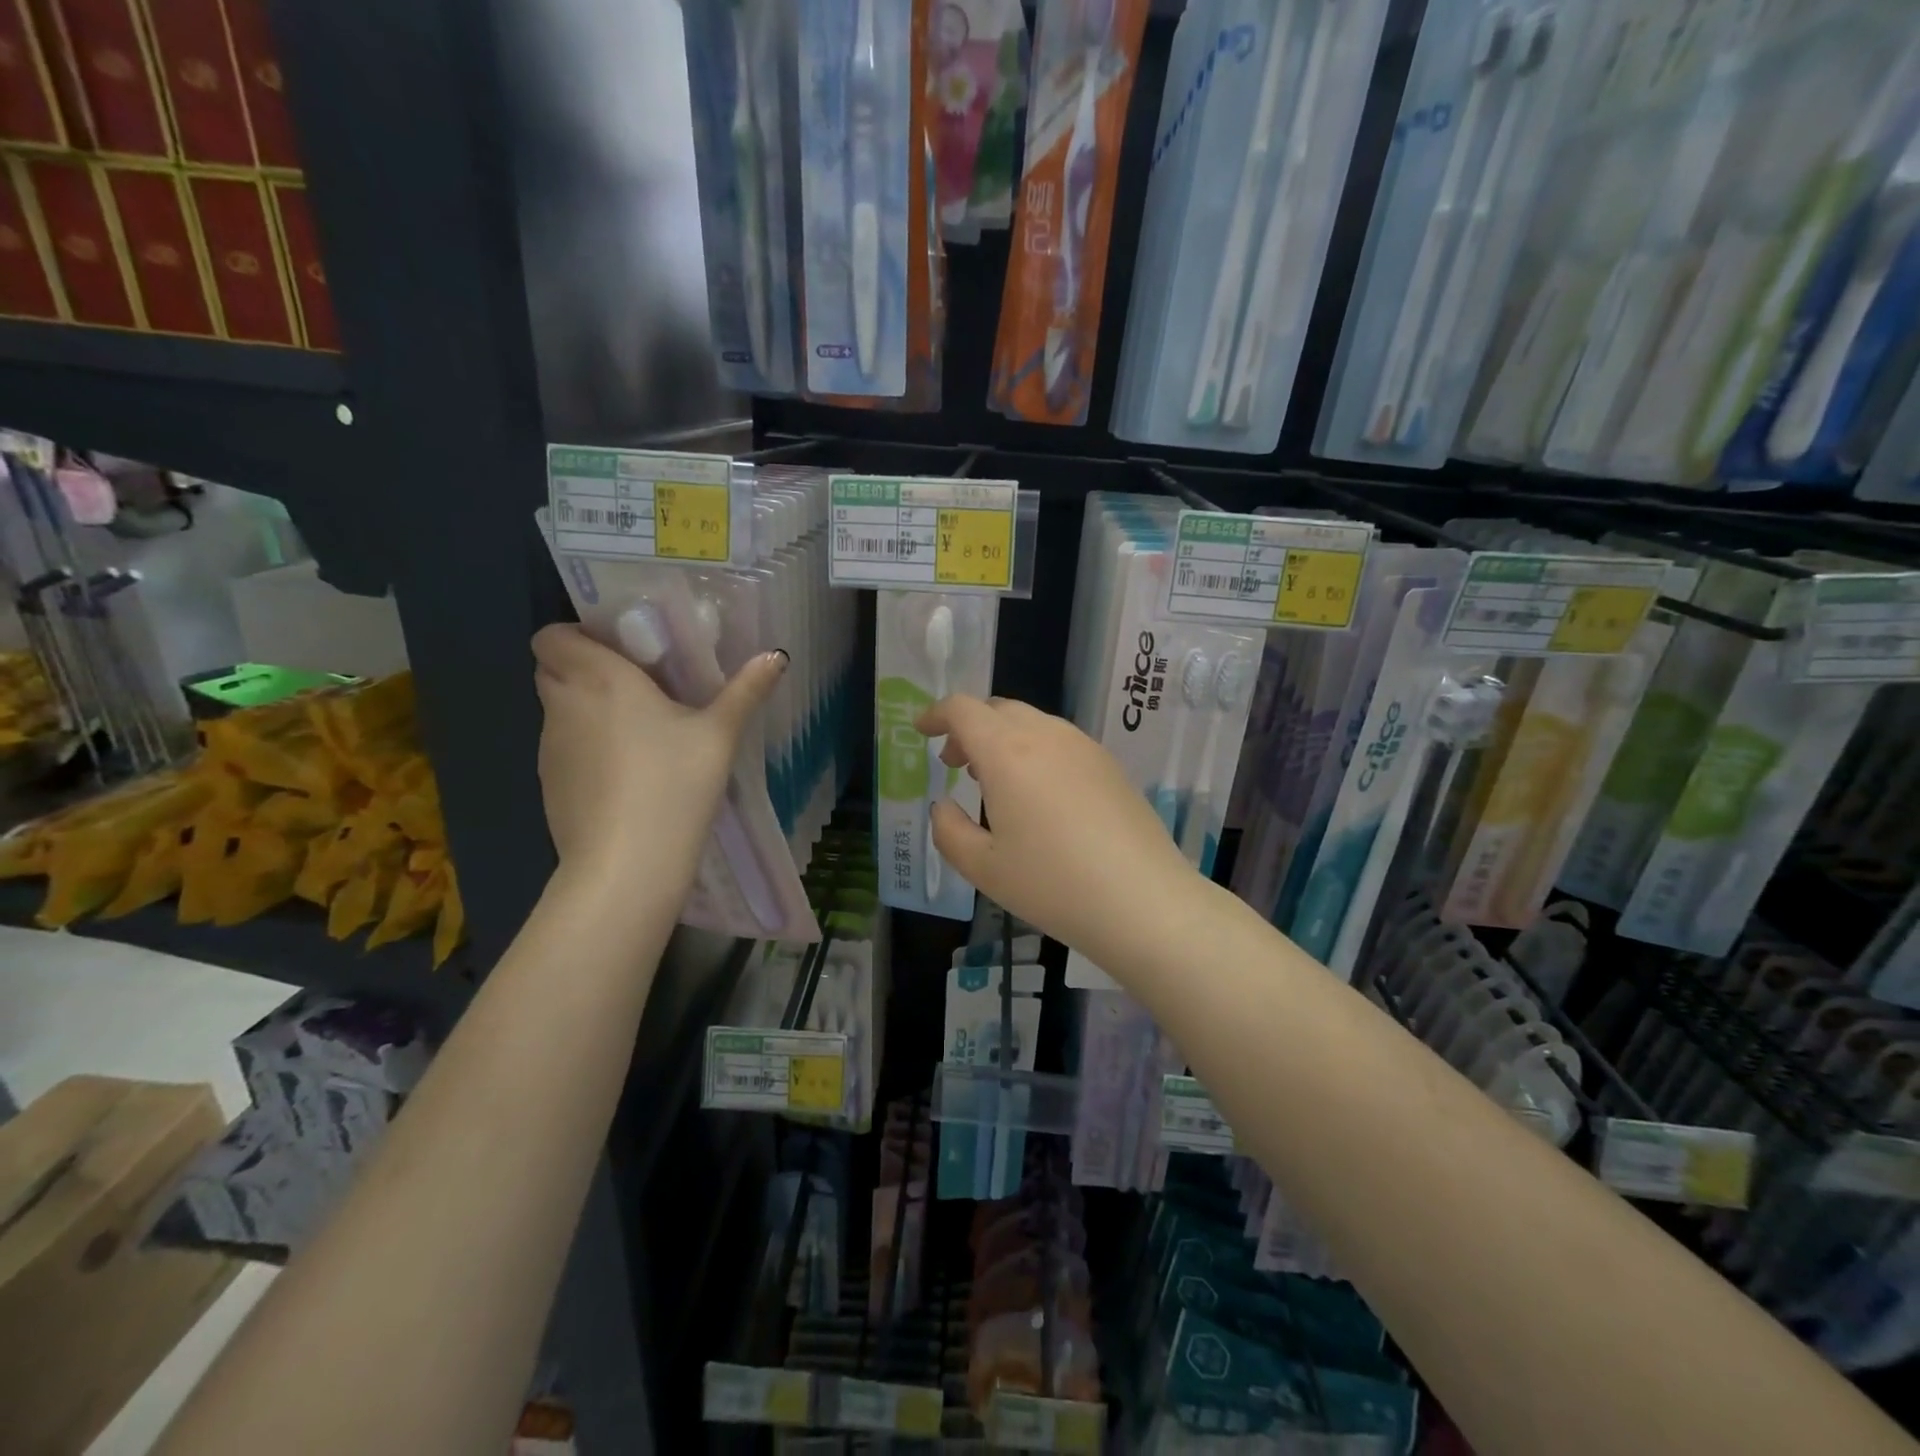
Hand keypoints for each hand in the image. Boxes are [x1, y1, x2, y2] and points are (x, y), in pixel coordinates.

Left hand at [532, 625, 784, 883]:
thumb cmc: (674, 784)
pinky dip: (585, 749)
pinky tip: (625, 775)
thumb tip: (776, 655)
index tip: (621, 649)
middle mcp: (564, 705)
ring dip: (586, 709)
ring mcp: (549, 748)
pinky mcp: (549, 785)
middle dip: (583, 668)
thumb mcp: (719, 735)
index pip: (552, 636)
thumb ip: (745, 690)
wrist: (627, 864)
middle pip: (552, 668)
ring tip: (637, 732)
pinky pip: (562, 749)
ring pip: (558, 710)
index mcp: (599, 678)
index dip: (578, 635)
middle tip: (634, 684)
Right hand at [915, 694, 1200, 968]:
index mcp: (1007, 752)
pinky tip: (1039, 793)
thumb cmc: (1052, 884)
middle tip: (956, 763)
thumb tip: (943, 805)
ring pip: (1032, 722)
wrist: (1143, 900)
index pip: (963, 709)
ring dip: (1003, 738)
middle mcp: (1046, 735)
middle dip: (969, 727)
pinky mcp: (1109, 764)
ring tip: (995, 780)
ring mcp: (1083, 746)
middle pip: (998, 709)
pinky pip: (1060, 741)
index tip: (922, 731)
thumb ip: (949, 830)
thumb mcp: (983, 868)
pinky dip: (1034, 750)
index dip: (936, 714)